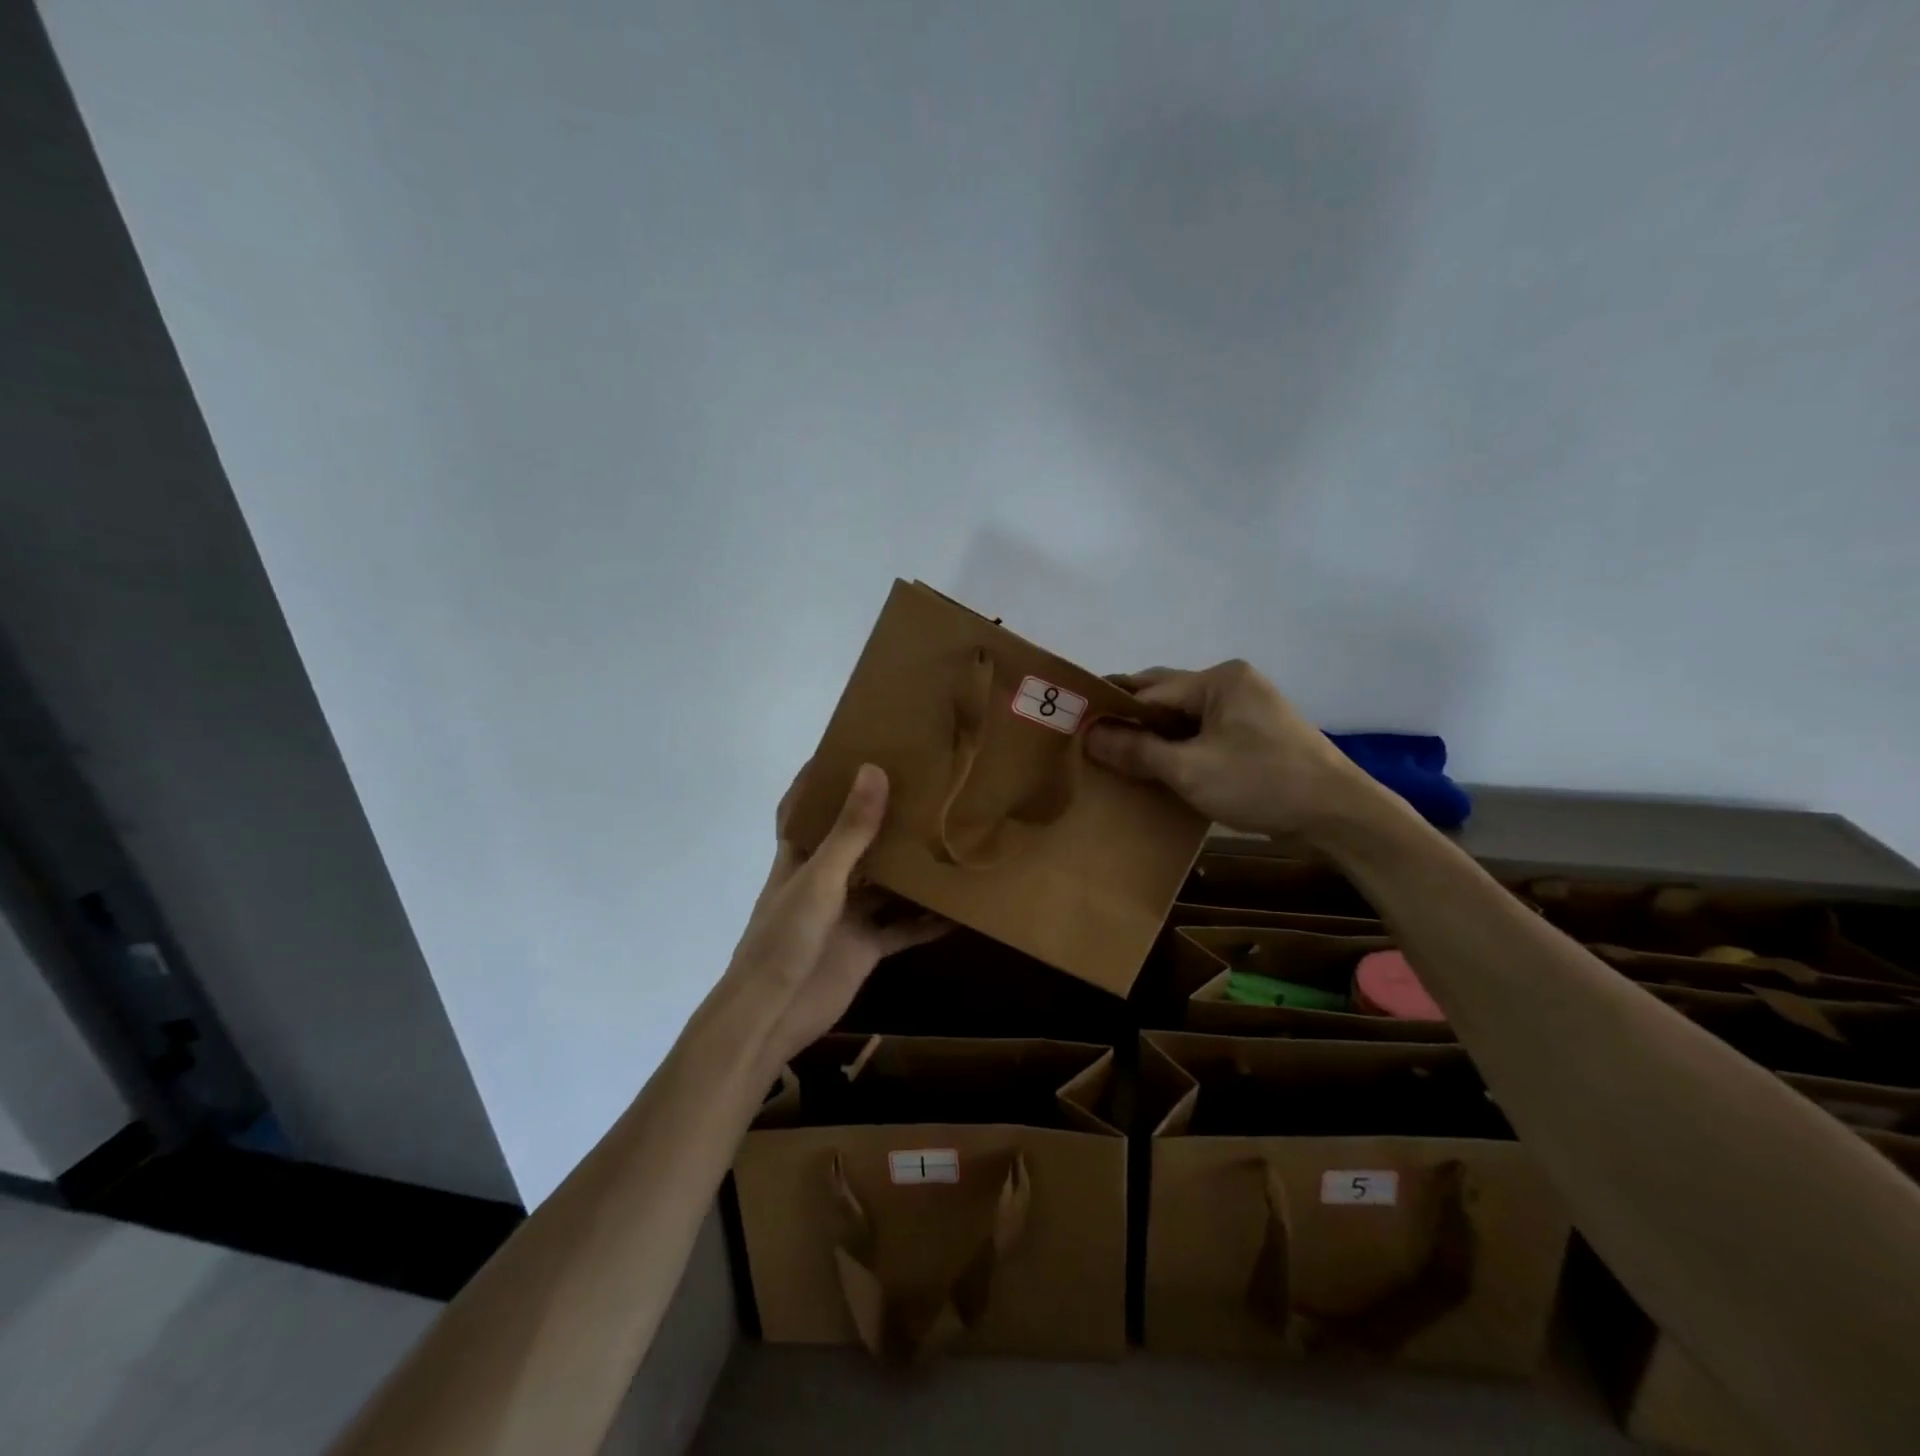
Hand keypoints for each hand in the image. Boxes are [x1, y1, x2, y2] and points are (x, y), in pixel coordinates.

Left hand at [721, 762, 946, 1071]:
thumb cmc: (784, 938)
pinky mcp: (865, 947)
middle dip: (880, 818)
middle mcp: (824, 880)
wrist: (773, 1016)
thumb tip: (873, 770)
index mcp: (800, 858)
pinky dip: (928, 922)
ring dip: (910, 868)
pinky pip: (903, 928)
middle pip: (853, 841)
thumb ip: (850, 831)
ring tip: (948, 837)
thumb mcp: (820, 879)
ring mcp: (846, 915)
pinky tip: (960, 911)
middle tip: (919, 787)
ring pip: (884, 884)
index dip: (817, 782)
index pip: (802, 810)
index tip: (846, 750)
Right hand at [1086, 660, 1385, 839]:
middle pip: (1167, 696)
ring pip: (1185, 716)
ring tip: (1117, 754)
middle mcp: (1233, 683)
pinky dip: (1178, 744)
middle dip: (1131, 717)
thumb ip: (1137, 750)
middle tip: (1091, 738)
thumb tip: (1088, 734)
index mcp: (1219, 679)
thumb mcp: (1190, 770)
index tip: (1077, 725)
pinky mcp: (1256, 733)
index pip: (1150, 689)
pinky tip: (1158, 764)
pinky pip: (1203, 731)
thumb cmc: (1261, 783)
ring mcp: (1248, 707)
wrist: (1339, 814)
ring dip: (1154, 734)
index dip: (1113, 709)